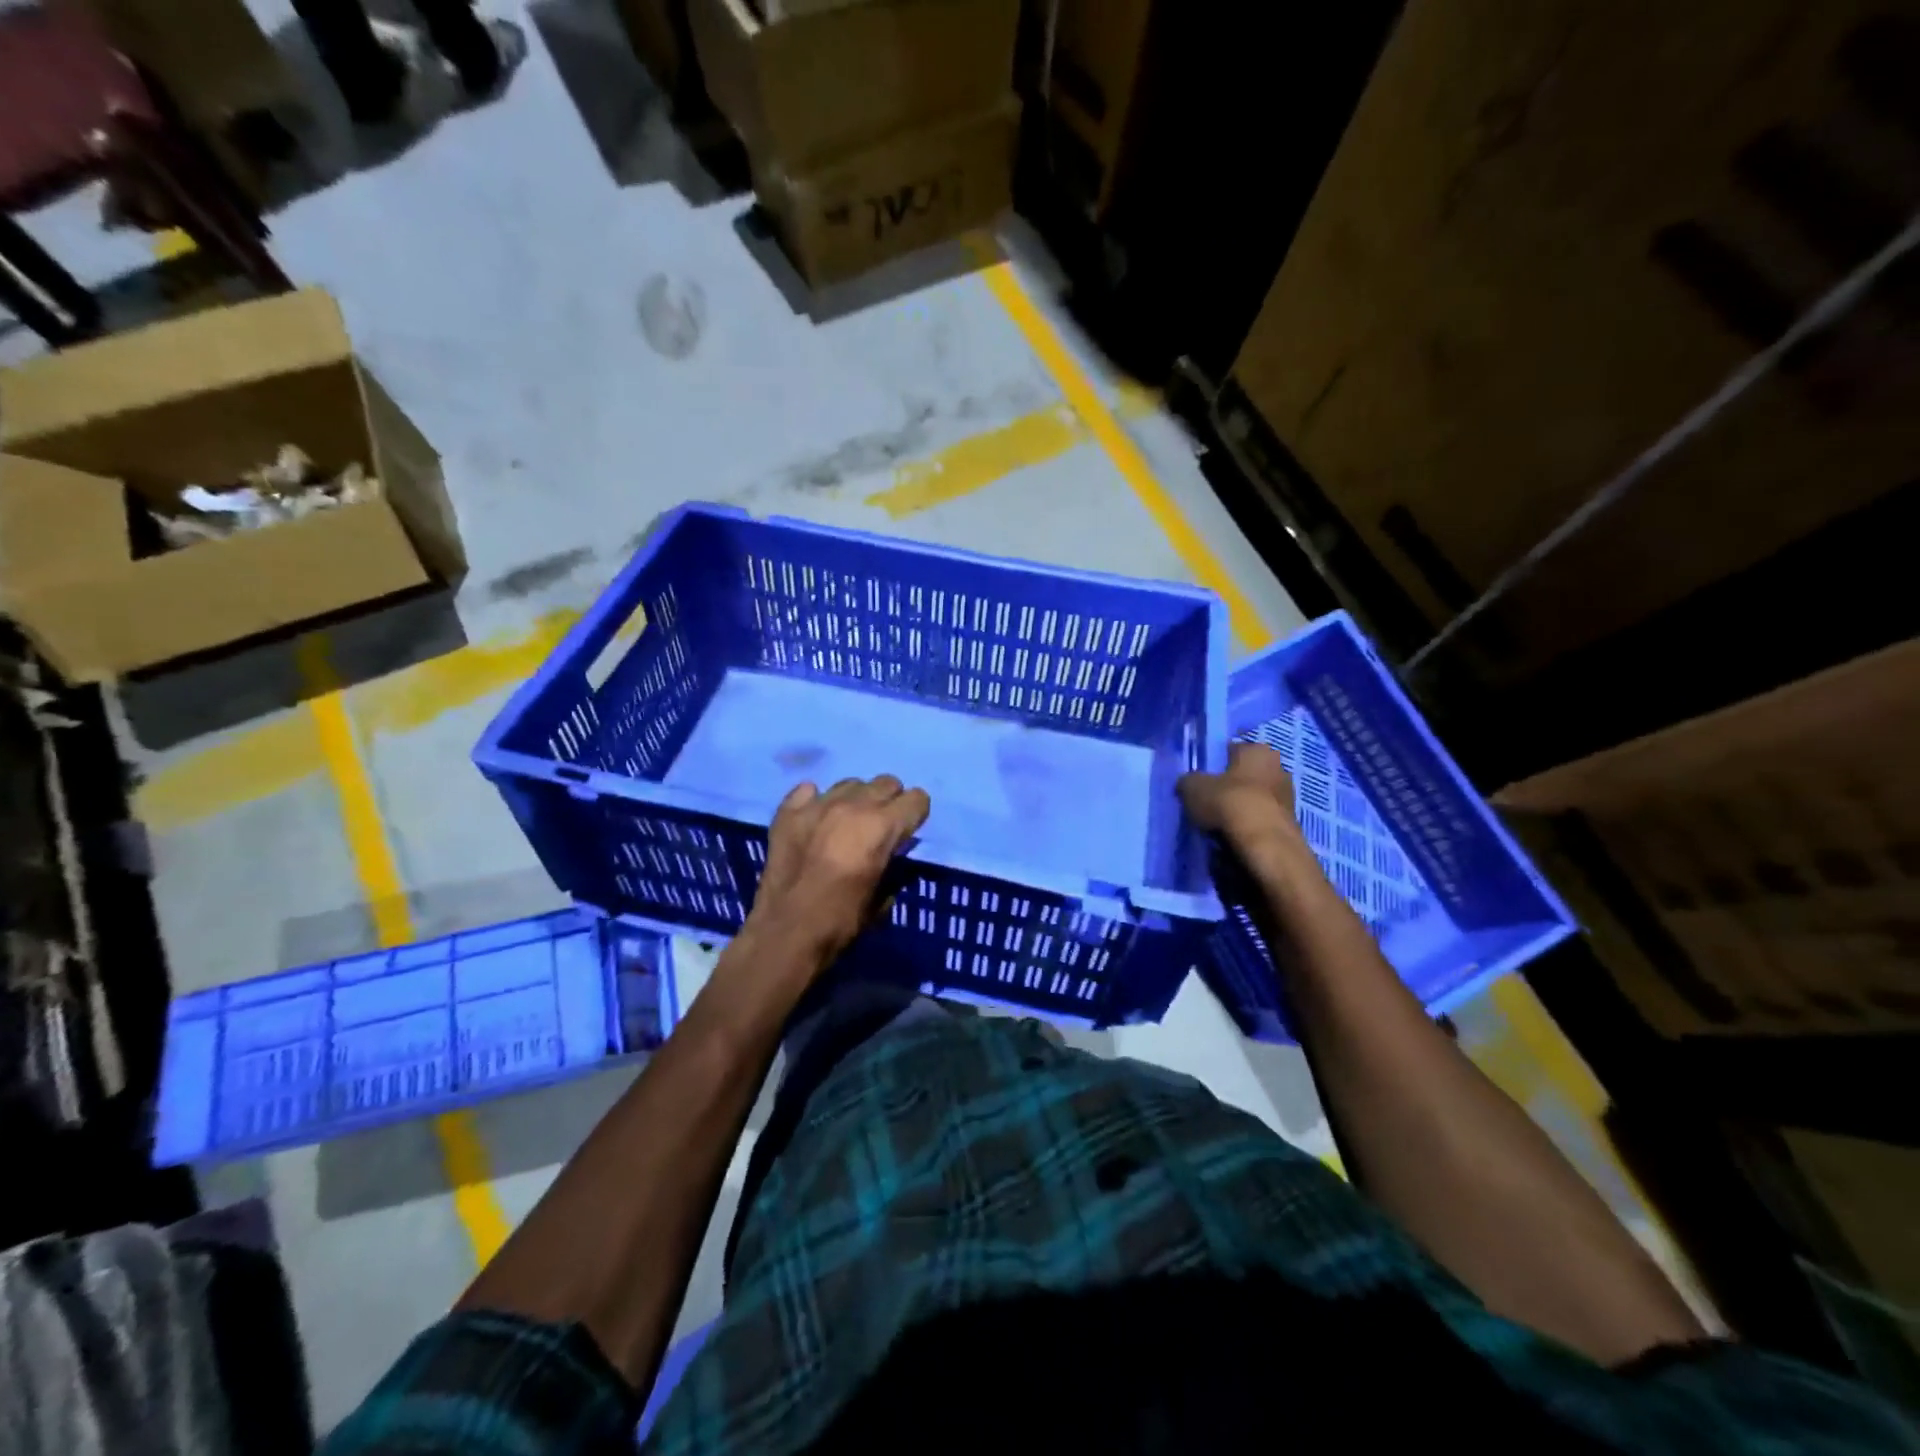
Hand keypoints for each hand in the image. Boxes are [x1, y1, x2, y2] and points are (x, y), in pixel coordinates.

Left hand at [744, 775, 930, 965]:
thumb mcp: (882, 898)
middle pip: (886, 783)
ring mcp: (818, 804)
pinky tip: (815, 822)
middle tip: (879, 828)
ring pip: (851, 783)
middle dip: (890, 802)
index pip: (917, 798)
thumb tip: (894, 852)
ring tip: (846, 825)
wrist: (785, 934)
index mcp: (882, 827)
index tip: (907, 833)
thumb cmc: (841, 921)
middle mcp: (853, 805)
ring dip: (856, 800)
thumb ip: (894, 866)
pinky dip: (817, 802)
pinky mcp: (788, 811)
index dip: (915, 815)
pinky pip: (809, 790)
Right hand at [1178, 743, 1303, 852]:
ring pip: (1256, 798)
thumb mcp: (1192, 788)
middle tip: (1210, 801)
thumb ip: (1189, 781)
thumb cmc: (1228, 802)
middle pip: (1247, 774)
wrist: (1264, 843)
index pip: (1232, 750)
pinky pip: (1262, 819)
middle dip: (1232, 786)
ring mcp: (1288, 796)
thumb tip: (1188, 784)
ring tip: (1220, 823)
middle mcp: (1279, 767)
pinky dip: (1251, 825)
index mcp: (1257, 750)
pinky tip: (1235, 836)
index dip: (1215, 764)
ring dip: (1242, 807)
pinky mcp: (1291, 823)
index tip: (1202, 779)